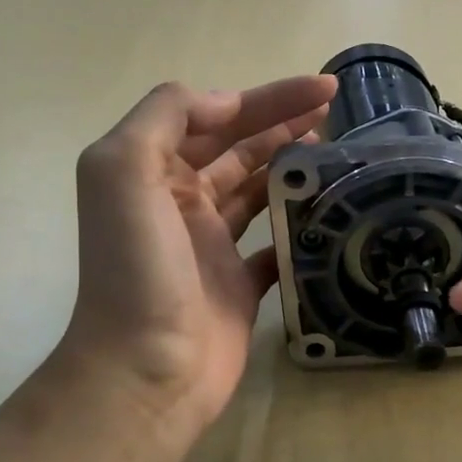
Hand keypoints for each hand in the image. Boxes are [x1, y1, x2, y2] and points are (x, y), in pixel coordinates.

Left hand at [50, 75, 336, 439]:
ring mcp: (212, 246)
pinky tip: (330, 212)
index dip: (266, 97)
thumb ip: (164, 117)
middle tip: (336, 111)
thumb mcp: (123, 172)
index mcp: (153, 172)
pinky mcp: (241, 285)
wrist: (147, 372)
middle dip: (284, 123)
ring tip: (338, 153)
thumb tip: (225, 102)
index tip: (320, 89)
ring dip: (292, 167)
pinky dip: (298, 227)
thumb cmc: (137, 269)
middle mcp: (180, 203)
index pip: (214, 117)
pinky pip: (275, 245)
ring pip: (257, 191)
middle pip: (239, 148)